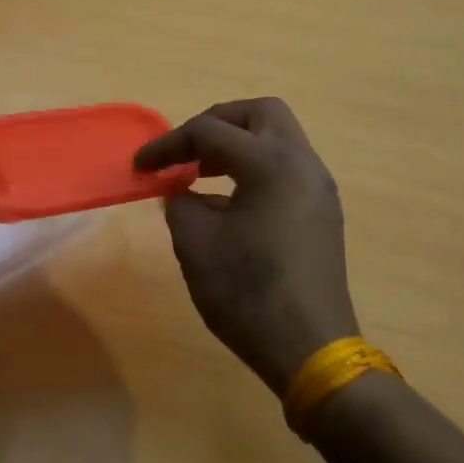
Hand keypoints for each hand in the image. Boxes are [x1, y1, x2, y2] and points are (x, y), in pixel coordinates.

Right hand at [135, 98, 359, 393]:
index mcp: (271, 164)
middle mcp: (303, 164)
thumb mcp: (196, 244)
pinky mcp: (322, 212)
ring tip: (202, 173)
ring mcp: (319, 188)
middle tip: (187, 151)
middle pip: (260, 113)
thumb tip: (181, 190)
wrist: (310, 349)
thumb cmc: (247, 293)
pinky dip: (255, 167)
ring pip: (278, 138)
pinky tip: (230, 202)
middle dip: (217, 123)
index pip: (211, 132)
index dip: (169, 145)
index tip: (141, 166)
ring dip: (238, 145)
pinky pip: (287, 167)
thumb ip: (180, 202)